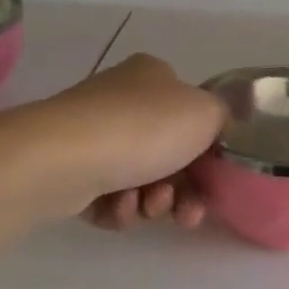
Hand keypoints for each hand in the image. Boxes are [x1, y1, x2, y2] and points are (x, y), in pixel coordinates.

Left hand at [19, 54, 224, 223]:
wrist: (65, 158)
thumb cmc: (144, 127)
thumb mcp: (207, 113)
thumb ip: (224, 118)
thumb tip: (218, 128)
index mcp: (154, 76)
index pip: (191, 113)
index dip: (208, 151)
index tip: (214, 180)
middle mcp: (122, 99)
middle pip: (169, 153)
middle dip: (183, 187)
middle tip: (187, 212)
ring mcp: (92, 135)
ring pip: (141, 179)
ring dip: (154, 201)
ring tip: (148, 206)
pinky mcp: (70, 170)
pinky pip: (108, 197)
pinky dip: (120, 208)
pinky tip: (119, 207)